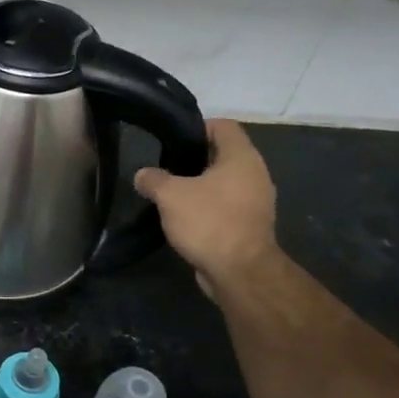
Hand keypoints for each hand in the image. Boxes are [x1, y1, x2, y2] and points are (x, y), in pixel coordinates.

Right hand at [134, 118, 278, 298]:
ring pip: (223, 182)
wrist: (240, 271)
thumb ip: (153, 179)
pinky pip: (226, 205)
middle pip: (222, 154)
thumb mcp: (170, 195)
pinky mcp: (250, 224)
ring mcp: (256, 201)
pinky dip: (207, 207)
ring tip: (171, 195)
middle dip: (193, 159)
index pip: (222, 125)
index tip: (171, 141)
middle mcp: (254, 174)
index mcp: (241, 157)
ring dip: (200, 186)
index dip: (197, 127)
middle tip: (165, 168)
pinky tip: (184, 218)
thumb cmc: (209, 222)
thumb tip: (142, 175)